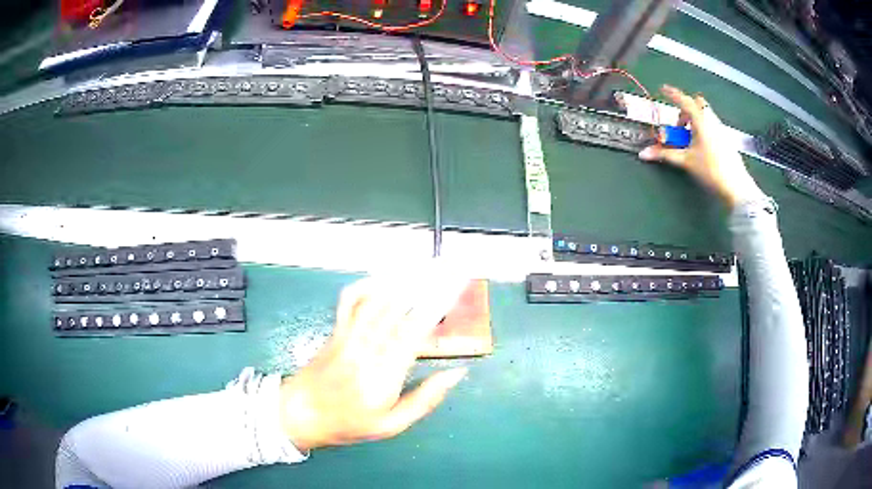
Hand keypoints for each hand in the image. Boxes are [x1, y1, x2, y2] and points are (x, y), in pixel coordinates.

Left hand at [278, 270, 468, 450]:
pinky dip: (366, 286)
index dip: (434, 309)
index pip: (413, 334)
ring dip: (401, 282)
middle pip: (398, 311)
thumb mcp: (392, 425)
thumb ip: (425, 400)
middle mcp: (366, 350)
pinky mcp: (336, 331)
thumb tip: (456, 373)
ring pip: (376, 301)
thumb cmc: (349, 424)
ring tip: (424, 267)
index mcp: (384, 376)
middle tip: (447, 270)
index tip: (453, 290)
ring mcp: (348, 337)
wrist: (301, 414)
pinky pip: (349, 302)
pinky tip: (383, 279)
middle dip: (424, 287)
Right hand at [638, 85, 766, 207]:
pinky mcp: (727, 140)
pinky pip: (712, 126)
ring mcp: (721, 130)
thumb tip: (643, 154)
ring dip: (694, 121)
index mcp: (701, 121)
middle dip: (686, 110)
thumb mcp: (686, 161)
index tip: (662, 89)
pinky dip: (703, 130)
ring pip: (705, 116)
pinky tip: (701, 147)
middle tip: (679, 126)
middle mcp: (712, 121)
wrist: (736, 187)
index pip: (684, 101)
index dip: (672, 94)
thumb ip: (665, 155)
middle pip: (698, 105)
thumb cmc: (711, 170)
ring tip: (689, 140)